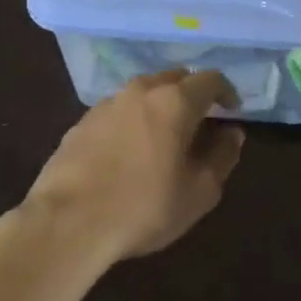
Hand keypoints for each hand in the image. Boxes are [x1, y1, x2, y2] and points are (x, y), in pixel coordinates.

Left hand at [20, 70, 245, 269]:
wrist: (68, 221)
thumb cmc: (144, 207)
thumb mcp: (199, 192)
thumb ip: (222, 157)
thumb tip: (232, 133)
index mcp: (174, 101)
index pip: (210, 79)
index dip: (226, 92)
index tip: (231, 111)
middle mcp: (140, 91)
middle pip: (174, 79)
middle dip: (191, 94)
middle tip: (200, 122)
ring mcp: (106, 104)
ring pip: (142, 93)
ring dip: (159, 106)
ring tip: (163, 137)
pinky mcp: (81, 123)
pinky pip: (117, 112)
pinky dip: (131, 121)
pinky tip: (128, 151)